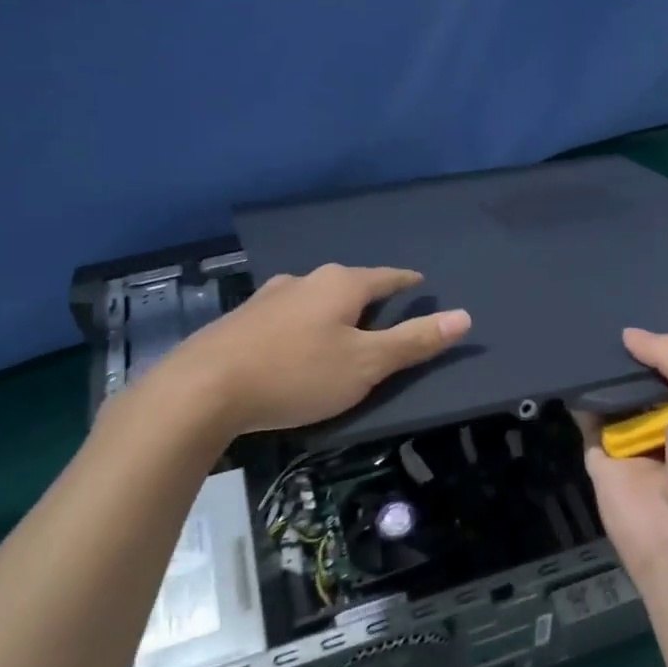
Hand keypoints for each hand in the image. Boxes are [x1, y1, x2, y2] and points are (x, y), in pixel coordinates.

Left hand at [160, 264, 470, 436]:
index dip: (407, 282)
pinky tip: (295, 345)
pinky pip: (287, 316)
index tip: (420, 283)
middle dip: (368, 298)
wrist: (203, 389)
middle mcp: (304, 280)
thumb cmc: (297, 374)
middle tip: (384, 317)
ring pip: (314, 299)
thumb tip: (464, 316)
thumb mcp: (366, 364)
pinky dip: (302, 326)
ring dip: (331, 311)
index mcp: (341, 284)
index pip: (387, 277)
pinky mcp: (241, 320)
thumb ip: (414, 341)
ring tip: (341, 331)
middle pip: (349, 284)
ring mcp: (268, 297)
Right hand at [580, 329, 667, 592]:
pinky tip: (569, 367)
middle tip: (605, 317)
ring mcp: (638, 443)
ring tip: (582, 331)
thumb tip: (630, 335)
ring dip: (605, 372)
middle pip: (651, 380)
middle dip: (634, 356)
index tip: (649, 313)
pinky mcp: (603, 459)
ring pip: (618, 397)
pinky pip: (589, 420)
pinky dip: (581, 398)